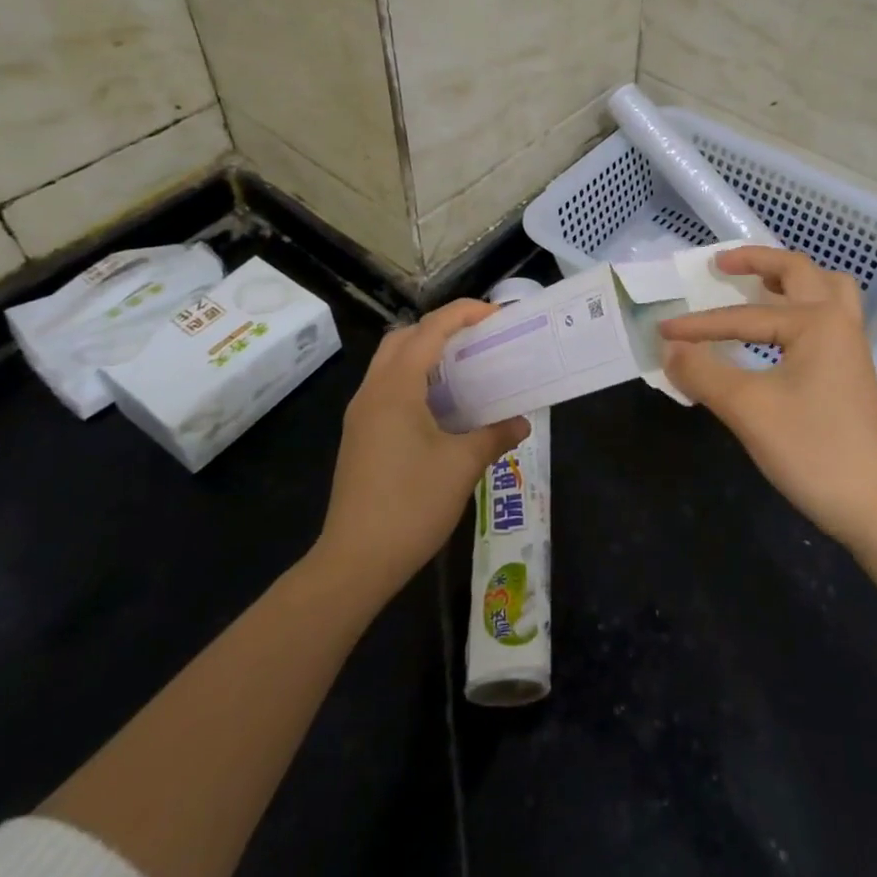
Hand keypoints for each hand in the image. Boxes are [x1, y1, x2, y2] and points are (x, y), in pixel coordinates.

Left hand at [319, 300, 528, 593]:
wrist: (355, 562)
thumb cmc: (411, 505)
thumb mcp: (462, 466)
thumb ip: (494, 435)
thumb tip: (521, 422)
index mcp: (396, 387)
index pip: (430, 330)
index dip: (463, 314)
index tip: (496, 316)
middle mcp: (373, 391)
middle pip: (404, 337)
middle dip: (440, 327)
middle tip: (478, 338)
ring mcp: (361, 414)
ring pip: (391, 362)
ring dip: (425, 353)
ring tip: (464, 367)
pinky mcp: (360, 436)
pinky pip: (387, 387)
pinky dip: (415, 378)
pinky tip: (442, 405)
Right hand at [659, 246, 876, 549]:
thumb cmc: (813, 451)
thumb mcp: (748, 410)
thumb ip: (704, 373)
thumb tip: (669, 350)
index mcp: (817, 321)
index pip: (743, 316)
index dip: (698, 326)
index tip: (662, 332)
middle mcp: (838, 321)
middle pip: (798, 271)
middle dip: (757, 261)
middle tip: (721, 265)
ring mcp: (850, 345)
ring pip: (824, 289)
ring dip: (790, 278)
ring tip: (757, 284)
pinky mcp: (851, 369)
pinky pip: (828, 314)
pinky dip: (801, 305)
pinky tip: (778, 329)